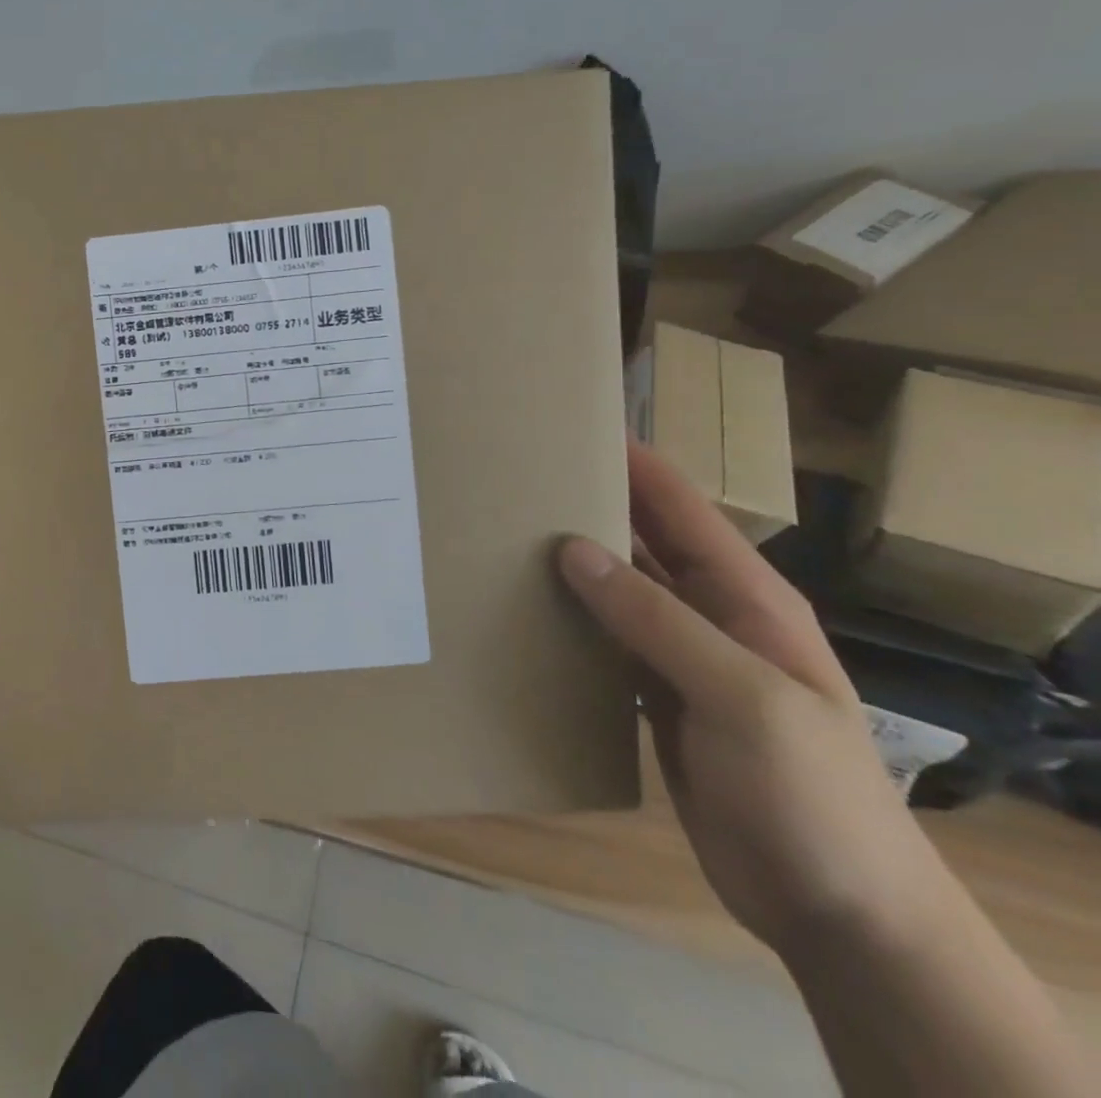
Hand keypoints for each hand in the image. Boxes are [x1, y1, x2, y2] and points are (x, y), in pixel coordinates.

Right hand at [557, 442, 946, 956]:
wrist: (840, 912)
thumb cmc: (811, 793)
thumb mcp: (743, 697)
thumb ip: (657, 619)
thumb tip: (572, 548)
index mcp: (746, 597)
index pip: (679, 506)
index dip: (631, 460)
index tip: (566, 425)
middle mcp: (710, 615)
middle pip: (640, 541)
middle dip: (584, 505)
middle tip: (510, 480)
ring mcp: (681, 658)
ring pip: (614, 590)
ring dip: (567, 564)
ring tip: (498, 537)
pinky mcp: (655, 698)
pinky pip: (603, 641)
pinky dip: (566, 620)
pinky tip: (521, 612)